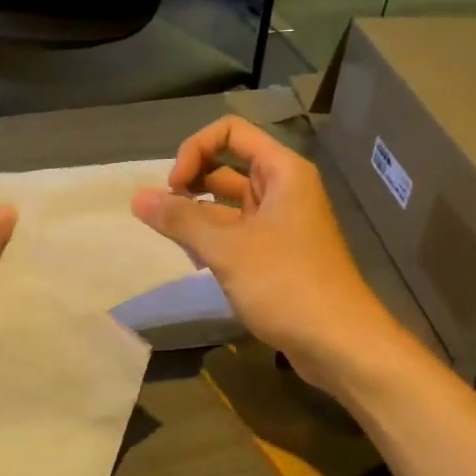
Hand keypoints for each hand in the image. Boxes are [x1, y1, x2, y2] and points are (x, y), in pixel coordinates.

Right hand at [131, 117, 397, 389]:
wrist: (339, 343)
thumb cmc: (286, 284)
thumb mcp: (227, 248)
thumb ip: (180, 219)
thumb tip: (136, 197)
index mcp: (282, 172)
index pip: (230, 132)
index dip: (194, 149)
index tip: (174, 187)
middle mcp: (283, 189)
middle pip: (227, 165)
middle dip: (191, 182)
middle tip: (166, 214)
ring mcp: (281, 223)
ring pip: (228, 203)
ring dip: (198, 214)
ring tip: (174, 239)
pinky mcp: (276, 254)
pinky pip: (236, 232)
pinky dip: (213, 239)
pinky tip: (195, 259)